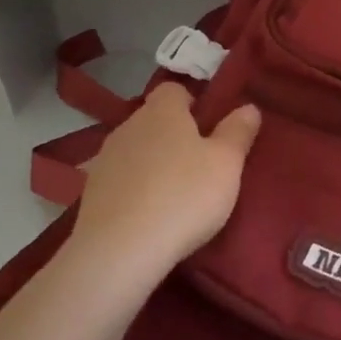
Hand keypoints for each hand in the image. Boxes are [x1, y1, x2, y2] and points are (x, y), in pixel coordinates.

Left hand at [67, 84, 260, 277]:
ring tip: (176, 192)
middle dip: (176, 134)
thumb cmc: (184, 196)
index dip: (194, 103)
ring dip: (155, 162)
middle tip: (201, 164)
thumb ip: (238, 132)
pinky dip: (136, 187)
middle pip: (155, 119)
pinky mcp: (91, 191)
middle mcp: (129, 125)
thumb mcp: (226, 164)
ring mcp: (105, 158)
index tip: (211, 128)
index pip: (175, 90)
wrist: (121, 249)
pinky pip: (122, 178)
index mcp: (162, 111)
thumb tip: (248, 107)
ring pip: (137, 149)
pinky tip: (150, 212)